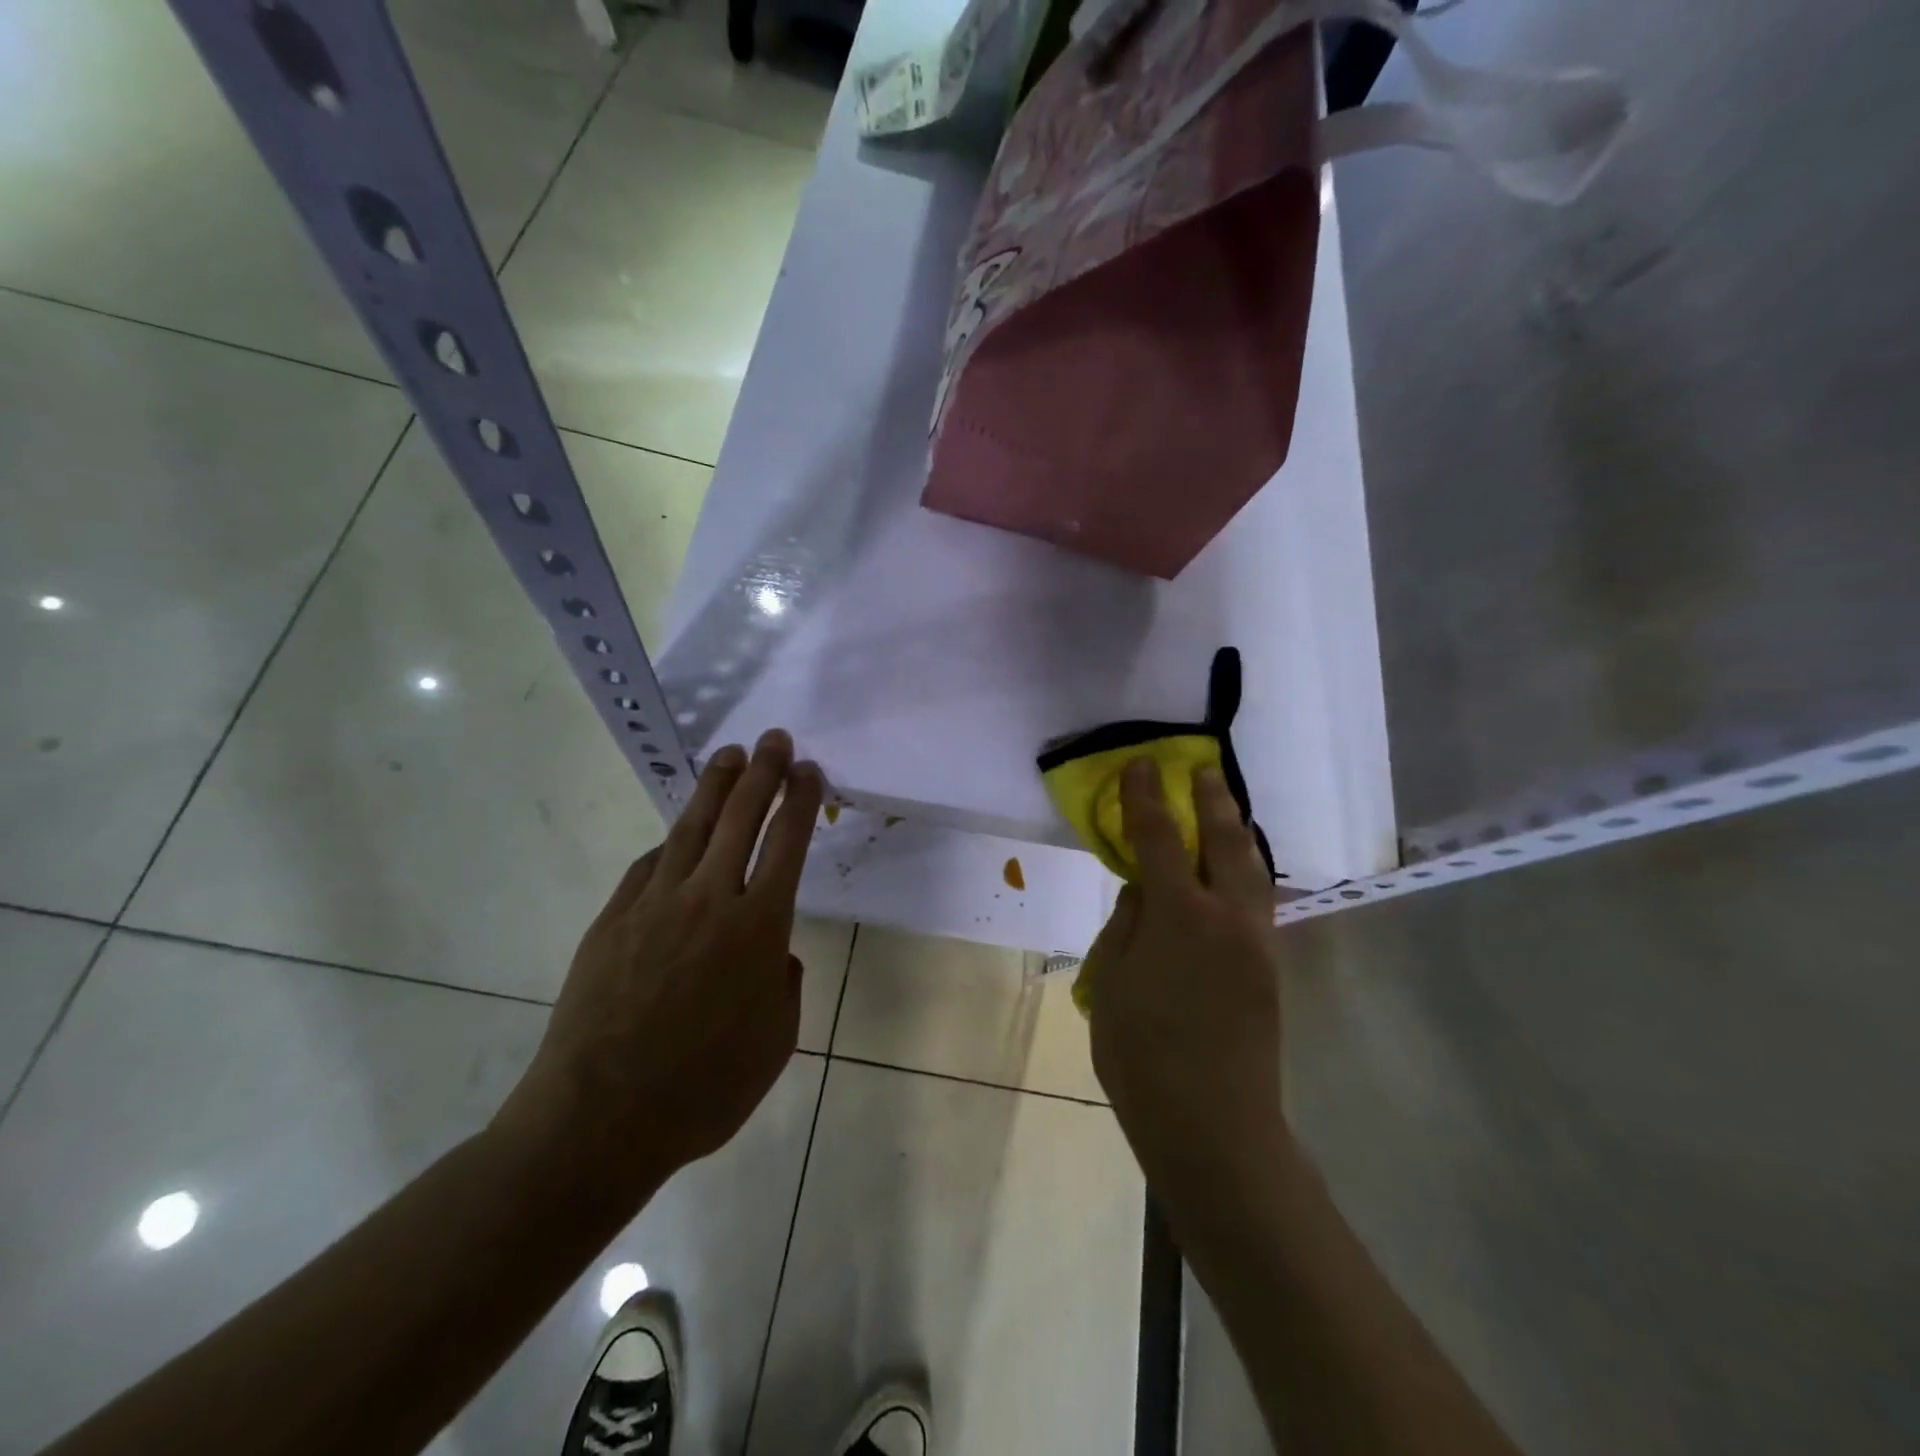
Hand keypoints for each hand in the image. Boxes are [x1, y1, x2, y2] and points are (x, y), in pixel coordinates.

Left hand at [495, 729, 824, 1207]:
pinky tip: (677, 834)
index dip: (802, 801)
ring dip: (716, 787)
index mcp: (760, 928)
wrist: (600, 1118)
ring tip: (730, 755)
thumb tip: (774, 954)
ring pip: (693, 828)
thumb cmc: (704, 1089)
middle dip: (764, 773)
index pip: (788, 844)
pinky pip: (649, 866)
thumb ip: (783, 986)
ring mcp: (656, 904)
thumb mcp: (775, 1043)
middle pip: (742, 818)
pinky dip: (670, 843)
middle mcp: (711, 900)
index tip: (810, 772)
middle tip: (776, 739)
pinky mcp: (613, 919)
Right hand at [1086, 759, 1286, 1206]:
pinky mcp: (1269, 967)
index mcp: (1181, 916)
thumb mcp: (1110, 984)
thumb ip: (1127, 925)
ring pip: (1253, 868)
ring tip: (1225, 807)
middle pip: (1225, 841)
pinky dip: (1246, 868)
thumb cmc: (1143, 1056)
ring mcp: (1257, 942)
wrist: (1215, 1127)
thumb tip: (1145, 891)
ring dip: (1237, 831)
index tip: (1140, 765)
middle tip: (1202, 768)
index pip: (1160, 838)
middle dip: (1212, 800)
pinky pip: (1258, 898)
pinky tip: (1235, 869)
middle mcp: (1228, 917)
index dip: (1146, 798)